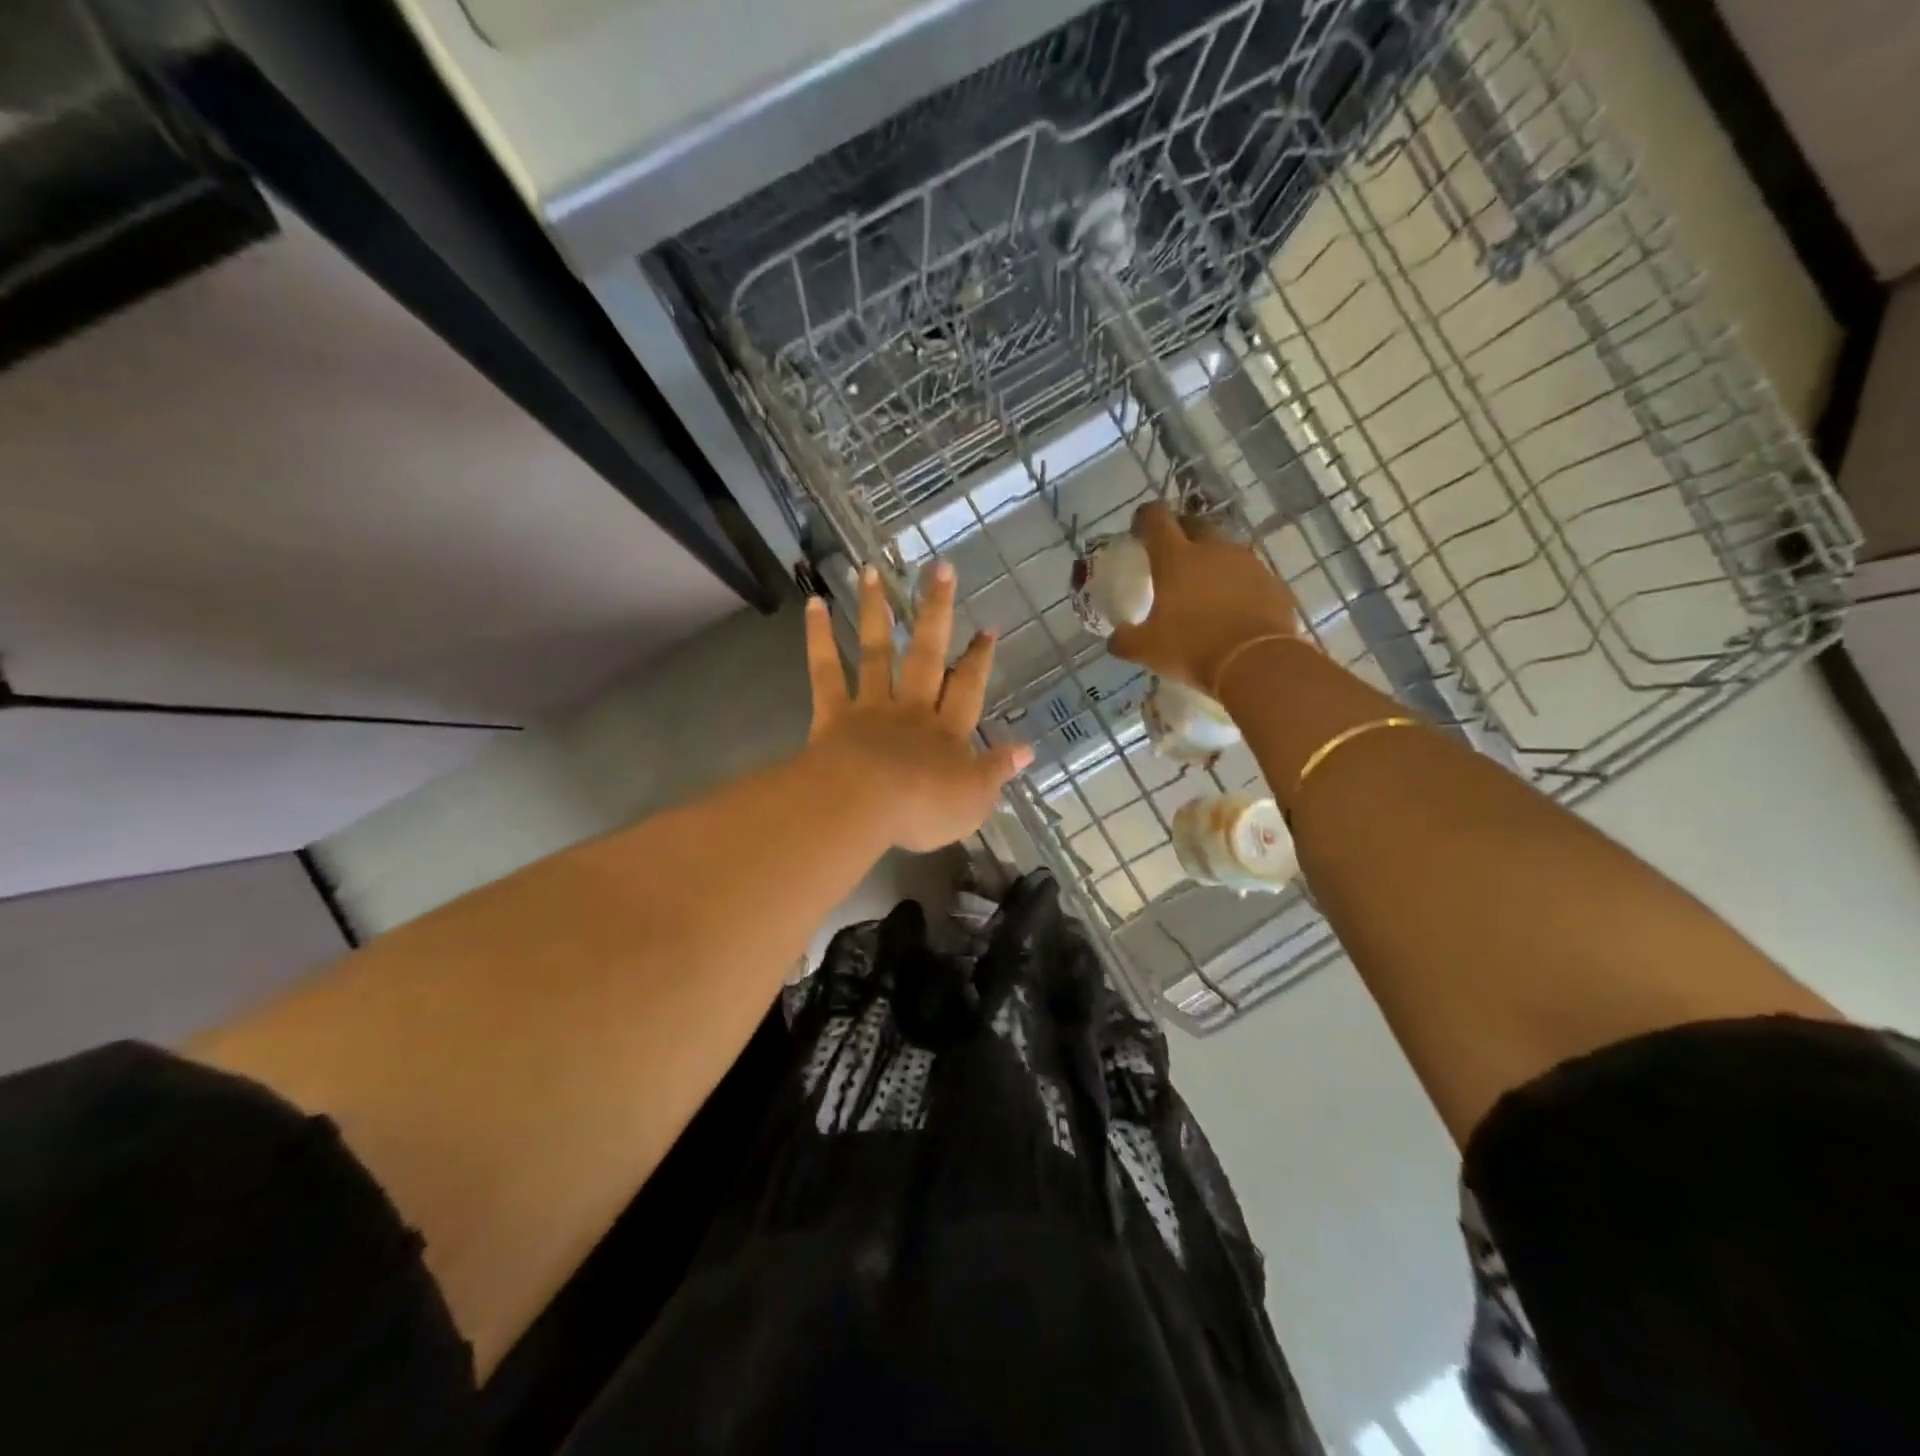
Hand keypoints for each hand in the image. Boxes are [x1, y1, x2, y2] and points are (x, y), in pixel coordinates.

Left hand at [804, 563, 1032, 852]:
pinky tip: (815, 604)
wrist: (862, 805)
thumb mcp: (973, 800)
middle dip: (936, 611)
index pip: (968, 688)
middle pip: (928, 653)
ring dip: (876, 610)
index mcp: (947, 731)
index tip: (987, 628)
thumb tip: (1026, 751)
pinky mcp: (834, 714)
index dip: (979, 659)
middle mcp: (912, 709)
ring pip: (877, 652)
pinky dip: (819, 637)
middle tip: (942, 569)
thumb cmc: (923, 808)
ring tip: (872, 570)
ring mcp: (871, 707)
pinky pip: (826, 671)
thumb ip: (996, 771)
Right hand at [1109, 501, 1301, 694]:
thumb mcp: (1146, 649)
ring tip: (1203, 587)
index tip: (1139, 530)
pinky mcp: (1272, 583)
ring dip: (1211, 560)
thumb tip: (1115, 639)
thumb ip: (1125, 640)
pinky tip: (1232, 608)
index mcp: (1176, 558)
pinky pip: (1248, 575)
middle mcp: (1213, 550)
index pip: (1156, 519)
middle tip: (1171, 557)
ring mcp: (1247, 563)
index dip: (1145, 519)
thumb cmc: (1192, 648)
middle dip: (1181, 534)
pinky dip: (1237, 584)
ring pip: (1224, 550)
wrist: (1257, 663)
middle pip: (1194, 524)